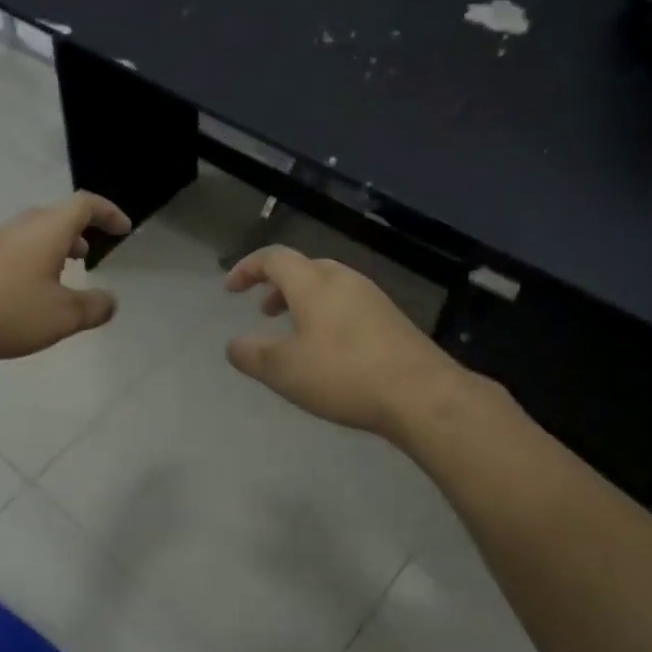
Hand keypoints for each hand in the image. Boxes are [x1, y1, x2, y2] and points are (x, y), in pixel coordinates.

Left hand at [0, 192, 132, 363]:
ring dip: (55, 247)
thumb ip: (93, 307)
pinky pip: (16, 248)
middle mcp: (21, 226)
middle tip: (91, 255)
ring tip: (63, 275)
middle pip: (58, 215)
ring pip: (34, 233)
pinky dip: (34, 259)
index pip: (85, 205)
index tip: (123, 228)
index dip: (108, 213)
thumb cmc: (7, 311)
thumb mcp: (62, 316)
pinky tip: (29, 292)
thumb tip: (111, 301)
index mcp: (48, 229)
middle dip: (80, 231)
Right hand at [223, 246, 475, 438]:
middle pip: (305, 268)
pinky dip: (327, 314)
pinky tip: (330, 349)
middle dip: (278, 285)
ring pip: (329, 286)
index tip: (230, 289)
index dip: (248, 268)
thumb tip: (233, 345)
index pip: (274, 258)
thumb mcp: (284, 370)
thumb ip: (252, 355)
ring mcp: (373, 298)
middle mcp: (344, 281)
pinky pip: (349, 304)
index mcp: (313, 284)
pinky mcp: (392, 320)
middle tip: (264, 311)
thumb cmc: (343, 374)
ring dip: (304, 301)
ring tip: (294, 332)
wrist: (421, 394)